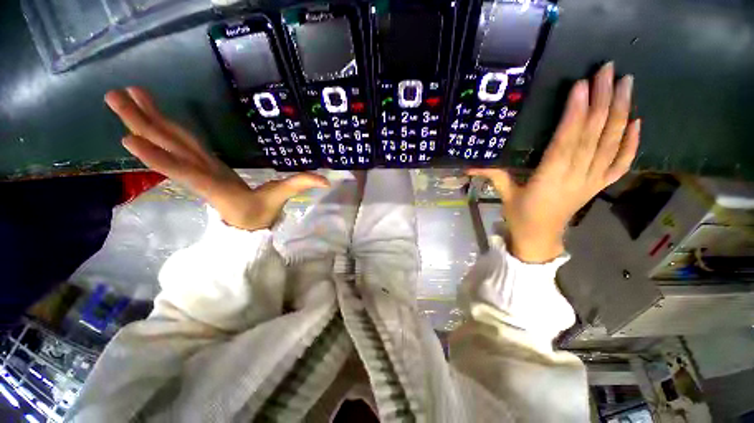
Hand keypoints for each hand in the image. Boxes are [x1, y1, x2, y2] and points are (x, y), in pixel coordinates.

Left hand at [105, 87, 327, 230]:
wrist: (246, 225)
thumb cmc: (260, 215)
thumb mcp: (280, 200)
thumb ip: (300, 185)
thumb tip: (326, 180)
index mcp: (218, 186)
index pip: (188, 173)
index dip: (161, 158)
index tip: (130, 138)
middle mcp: (201, 175)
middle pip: (169, 149)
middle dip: (140, 124)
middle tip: (114, 96)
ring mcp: (199, 168)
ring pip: (169, 143)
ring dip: (145, 121)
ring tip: (123, 97)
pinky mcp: (201, 165)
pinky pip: (179, 145)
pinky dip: (163, 130)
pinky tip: (150, 117)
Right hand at [468, 62, 639, 262]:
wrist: (539, 238)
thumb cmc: (520, 215)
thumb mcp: (504, 194)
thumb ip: (492, 175)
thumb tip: (468, 163)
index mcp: (550, 178)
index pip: (567, 141)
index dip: (576, 113)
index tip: (582, 85)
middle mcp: (577, 176)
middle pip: (594, 136)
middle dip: (603, 101)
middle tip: (609, 70)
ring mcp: (592, 181)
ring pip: (612, 144)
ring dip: (621, 113)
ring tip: (626, 84)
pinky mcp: (599, 185)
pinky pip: (621, 163)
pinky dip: (632, 143)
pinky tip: (637, 122)